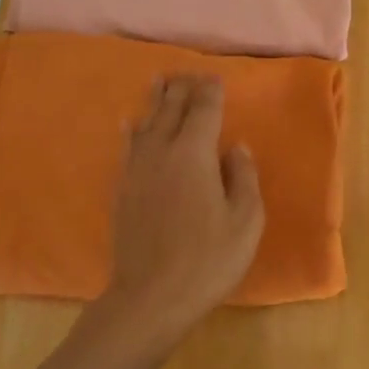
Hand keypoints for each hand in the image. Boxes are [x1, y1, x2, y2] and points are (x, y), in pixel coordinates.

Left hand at [102, 75, 264, 344]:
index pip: (203, 110)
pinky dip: (131, 130)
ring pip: (146, 123)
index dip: (210, 91)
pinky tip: (128, 125)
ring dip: (155, 100)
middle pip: (171, 109)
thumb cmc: (208, 259)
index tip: (215, 77)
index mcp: (194, 154)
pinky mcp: (122, 189)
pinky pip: (127, 147)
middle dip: (182, 88)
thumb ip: (243, 177)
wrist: (151, 296)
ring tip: (160, 81)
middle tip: (190, 72)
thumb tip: (235, 147)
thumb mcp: (245, 220)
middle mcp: (161, 152)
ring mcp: (137, 170)